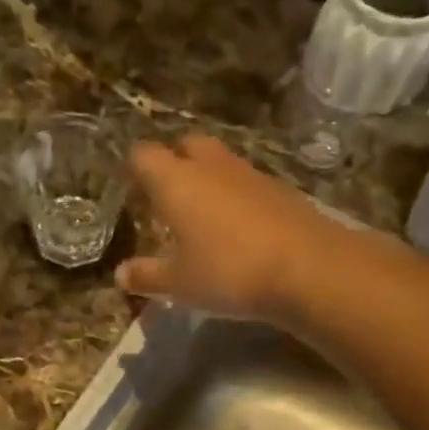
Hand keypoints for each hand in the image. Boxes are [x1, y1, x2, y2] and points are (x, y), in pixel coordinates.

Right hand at [116, 134, 328, 320]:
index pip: (144, 155)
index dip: (134, 167)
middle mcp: (211, 167)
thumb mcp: (179, 284)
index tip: (132, 187)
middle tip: (169, 197)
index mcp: (176, 182)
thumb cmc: (228, 272)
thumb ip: (147, 276)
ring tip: (203, 216)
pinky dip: (237, 197)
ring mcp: (250, 174)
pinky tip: (240, 229)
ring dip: (208, 179)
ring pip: (220, 162)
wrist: (308, 268)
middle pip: (186, 145)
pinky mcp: (280, 189)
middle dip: (175, 162)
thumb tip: (120, 275)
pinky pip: (247, 183)